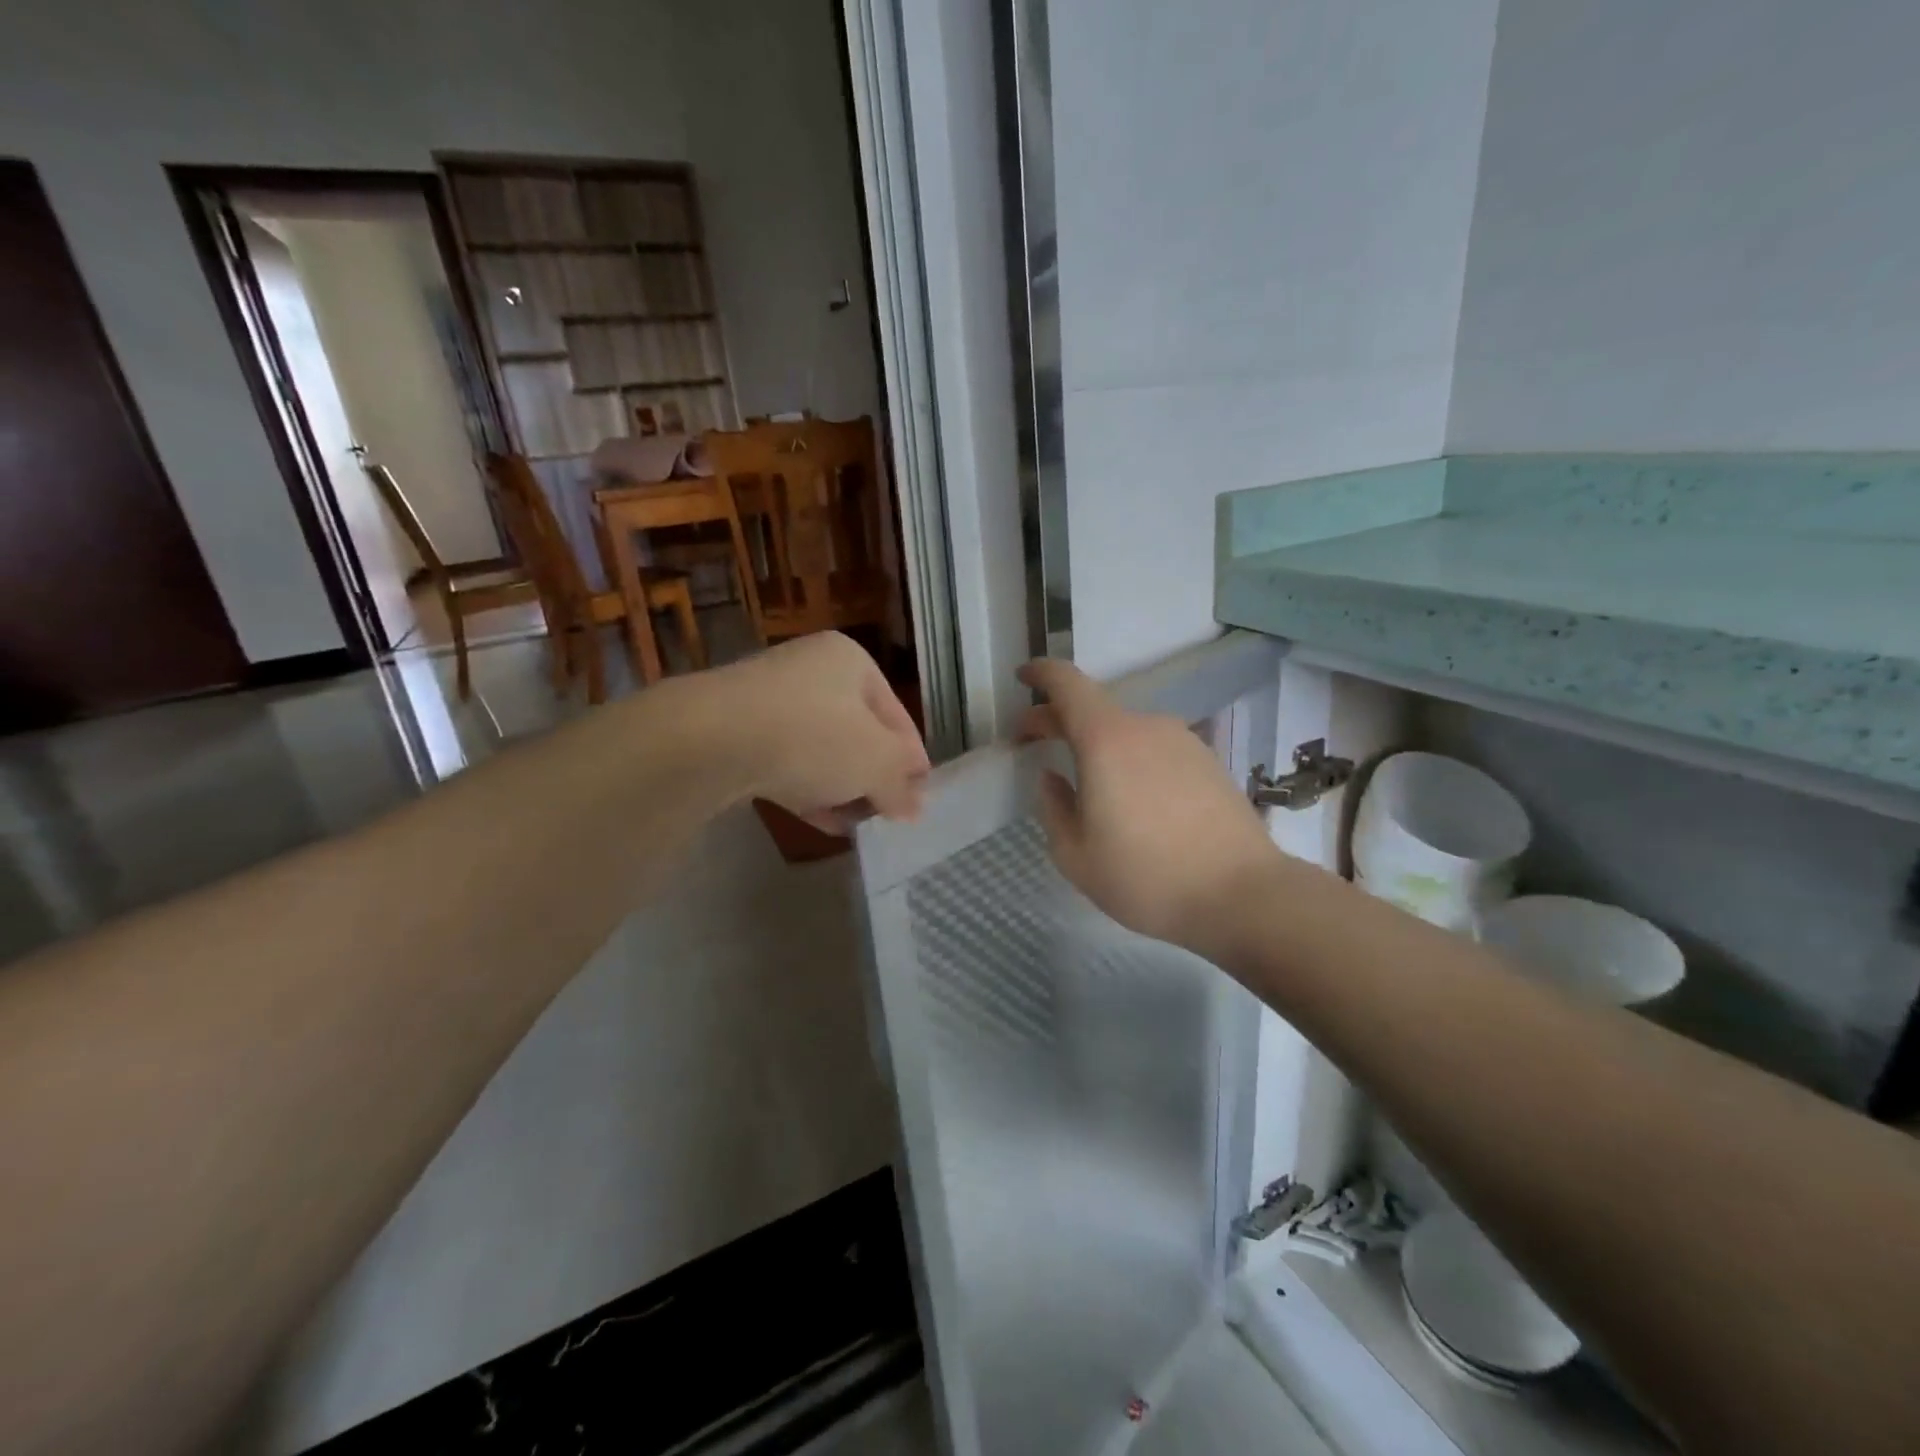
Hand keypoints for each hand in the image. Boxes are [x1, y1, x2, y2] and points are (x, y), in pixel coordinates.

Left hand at [714, 632, 929, 834]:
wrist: (712, 739)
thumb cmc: (814, 735)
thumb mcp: (876, 762)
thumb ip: (900, 784)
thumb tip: (915, 807)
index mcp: (852, 662)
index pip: (898, 715)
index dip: (913, 760)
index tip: (920, 798)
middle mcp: (811, 671)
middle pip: (858, 732)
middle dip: (874, 776)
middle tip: (889, 814)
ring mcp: (769, 700)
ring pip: (821, 749)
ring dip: (842, 787)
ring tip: (857, 824)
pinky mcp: (738, 731)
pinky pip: (785, 762)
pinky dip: (807, 789)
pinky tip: (822, 821)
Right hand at [1017, 658, 1282, 956]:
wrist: (1243, 895)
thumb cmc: (1146, 877)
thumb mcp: (1076, 856)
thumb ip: (1053, 808)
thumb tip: (1051, 779)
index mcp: (1106, 739)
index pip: (1066, 683)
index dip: (1040, 673)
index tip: (1022, 678)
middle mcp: (1146, 727)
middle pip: (1093, 708)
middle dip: (1058, 720)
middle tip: (1034, 744)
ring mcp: (1183, 741)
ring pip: (1126, 732)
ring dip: (1097, 745)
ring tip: (1089, 785)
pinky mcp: (1209, 762)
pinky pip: (1155, 749)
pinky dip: (1131, 760)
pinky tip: (1134, 801)